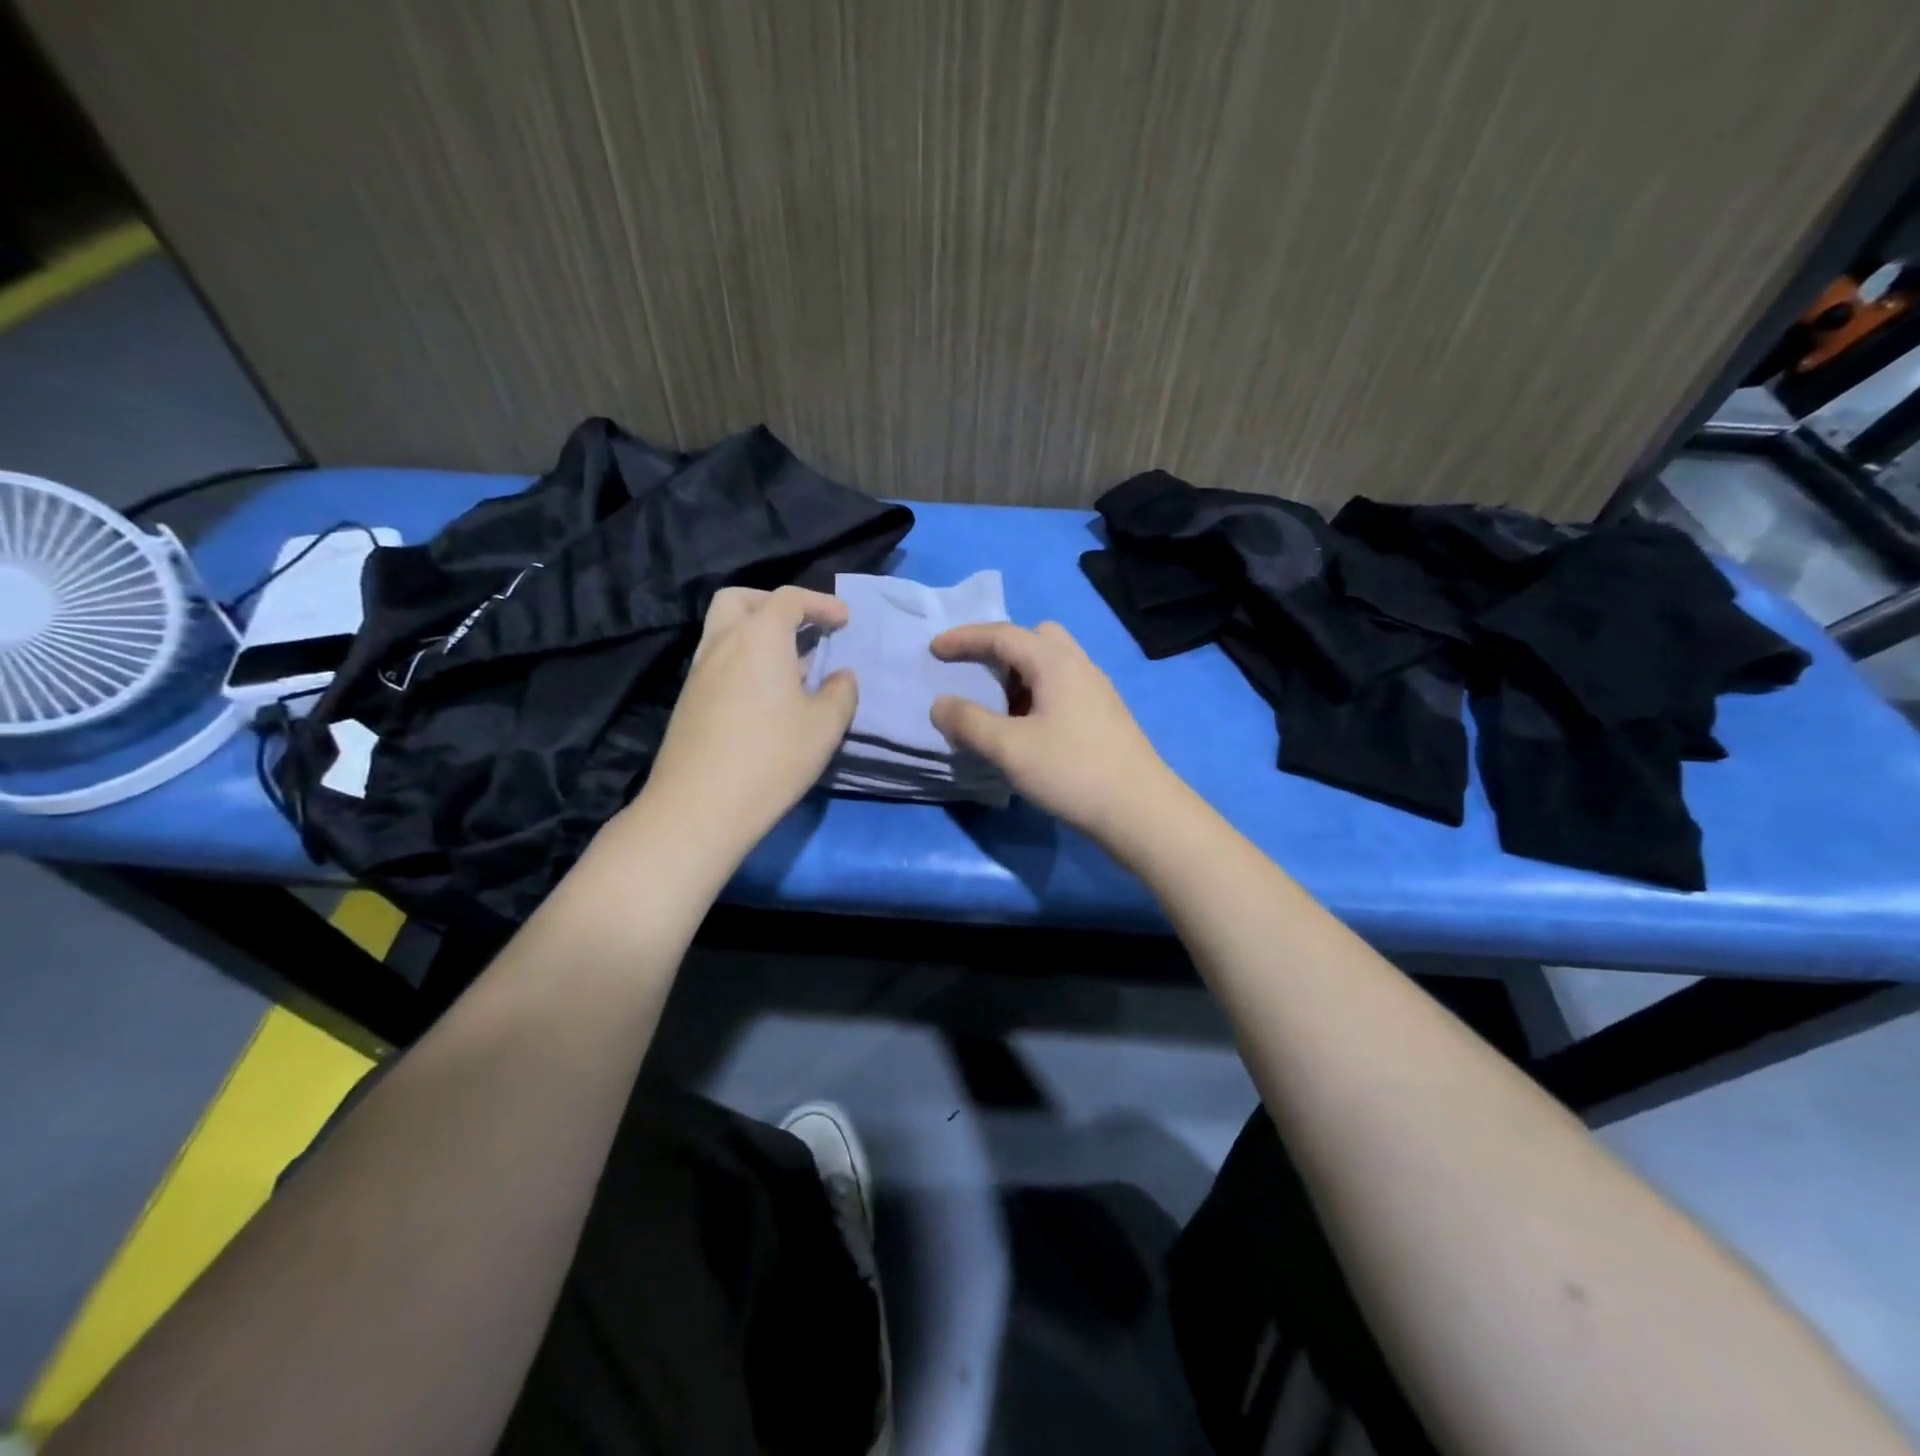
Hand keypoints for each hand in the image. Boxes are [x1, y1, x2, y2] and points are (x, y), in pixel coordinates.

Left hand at [630, 586, 856, 867]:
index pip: (789, 599)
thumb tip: (841, 676)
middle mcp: (722, 643)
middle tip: (803, 626)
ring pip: (724, 630)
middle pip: (741, 600)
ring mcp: (699, 671)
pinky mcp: (688, 700)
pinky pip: (718, 659)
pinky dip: (743, 659)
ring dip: (757, 633)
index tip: (844, 619)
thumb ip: (841, 693)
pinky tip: (766, 694)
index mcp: (759, 637)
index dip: (821, 603)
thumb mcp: (825, 727)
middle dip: (775, 604)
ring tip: (791, 665)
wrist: (699, 807)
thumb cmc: (772, 758)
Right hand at [929, 620, 1176, 841]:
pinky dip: (1037, 696)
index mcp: (1055, 662)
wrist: (1141, 811)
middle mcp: (1080, 666)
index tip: (934, 649)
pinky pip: (1063, 689)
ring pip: (1051, 665)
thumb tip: (940, 704)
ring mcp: (1097, 692)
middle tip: (977, 675)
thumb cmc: (1072, 771)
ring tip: (997, 709)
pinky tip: (1027, 731)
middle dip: (1000, 650)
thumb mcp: (1009, 748)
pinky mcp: (1105, 717)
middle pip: (1035, 638)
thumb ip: (968, 722)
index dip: (964, 638)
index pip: (1003, 635)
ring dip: (1019, 676)